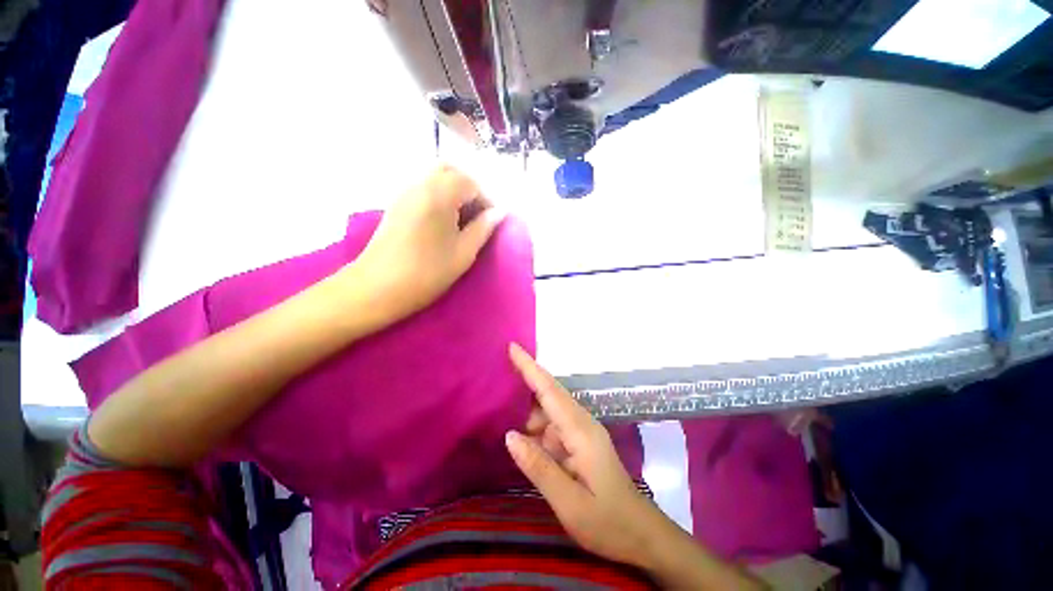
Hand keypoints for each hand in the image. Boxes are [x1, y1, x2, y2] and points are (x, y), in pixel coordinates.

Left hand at [352, 166, 504, 318]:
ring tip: (464, 220)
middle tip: (479, 215)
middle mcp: (420, 184)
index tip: (493, 221)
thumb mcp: (463, 254)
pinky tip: (444, 221)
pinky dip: (440, 195)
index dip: (487, 200)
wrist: (376, 288)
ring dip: (455, 191)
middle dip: (470, 188)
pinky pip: (423, 187)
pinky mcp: (396, 203)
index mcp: (439, 194)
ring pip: (436, 177)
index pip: (472, 183)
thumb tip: (499, 212)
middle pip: (451, 170)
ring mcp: (404, 192)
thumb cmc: (426, 273)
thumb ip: (483, 228)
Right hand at [504, 344, 669, 569]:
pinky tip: (523, 441)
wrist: (642, 535)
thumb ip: (538, 466)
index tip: (512, 347)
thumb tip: (509, 435)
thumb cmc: (608, 522)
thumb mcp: (569, 502)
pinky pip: (553, 427)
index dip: (529, 367)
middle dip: (525, 382)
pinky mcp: (580, 444)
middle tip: (498, 378)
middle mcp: (582, 423)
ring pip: (549, 412)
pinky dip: (536, 429)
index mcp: (580, 431)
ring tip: (503, 418)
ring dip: (528, 414)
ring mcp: (582, 433)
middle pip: (549, 394)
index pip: (549, 390)